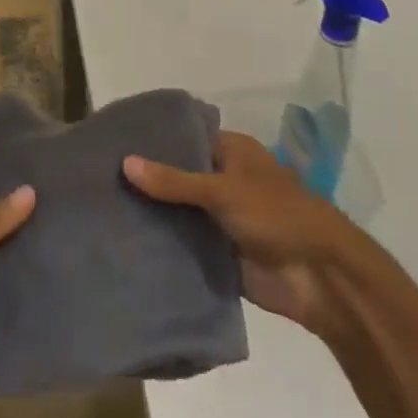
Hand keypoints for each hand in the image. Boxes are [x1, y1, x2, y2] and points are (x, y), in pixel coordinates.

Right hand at [124, 131, 355, 336]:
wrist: (320, 278)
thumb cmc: (276, 215)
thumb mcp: (222, 190)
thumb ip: (173, 180)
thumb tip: (125, 162)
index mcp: (231, 152)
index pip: (185, 139)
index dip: (153, 141)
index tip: (113, 143)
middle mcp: (224, 181)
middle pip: (177, 177)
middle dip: (146, 181)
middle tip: (98, 178)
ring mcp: (220, 219)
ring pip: (178, 213)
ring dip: (152, 215)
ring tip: (102, 211)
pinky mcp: (219, 255)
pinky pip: (185, 246)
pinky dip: (163, 247)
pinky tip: (125, 245)